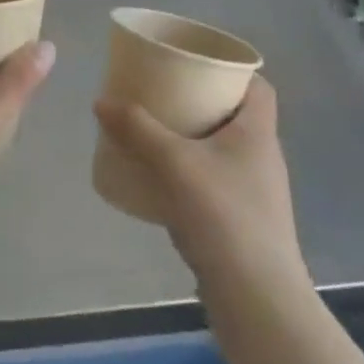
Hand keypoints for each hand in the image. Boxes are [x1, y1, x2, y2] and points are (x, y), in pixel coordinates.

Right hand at [94, 78, 311, 299]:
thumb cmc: (224, 217)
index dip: (231, 69)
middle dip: (199, 101)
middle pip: (234, 114)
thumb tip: (101, 100)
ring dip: (192, 137)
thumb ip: (137, 129)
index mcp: (258, 132)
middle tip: (162, 92)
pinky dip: (189, 171)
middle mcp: (262, 157)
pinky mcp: (241, 221)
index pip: (258, 86)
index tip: (195, 62)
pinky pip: (213, 180)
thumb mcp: (174, 163)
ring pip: (221, 149)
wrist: (257, 300)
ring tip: (153, 130)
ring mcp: (254, 192)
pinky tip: (160, 179)